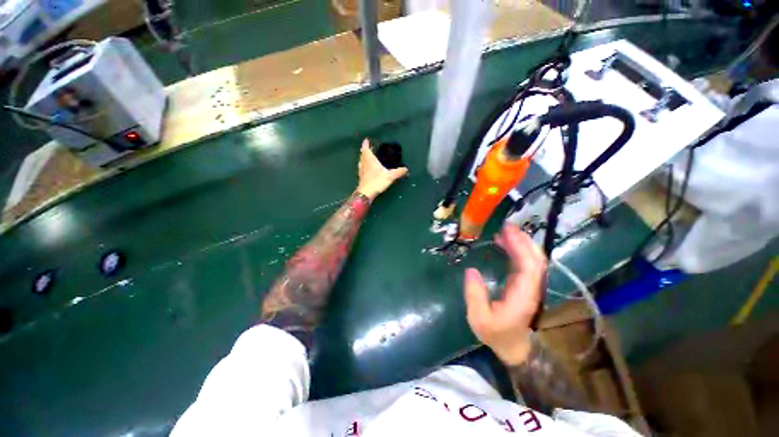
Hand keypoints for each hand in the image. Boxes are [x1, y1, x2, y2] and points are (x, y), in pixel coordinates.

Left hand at [356, 139, 407, 199]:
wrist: (366, 193)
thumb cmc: (376, 182)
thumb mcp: (390, 176)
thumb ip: (398, 172)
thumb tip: (406, 169)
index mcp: (370, 160)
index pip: (366, 149)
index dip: (365, 144)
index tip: (366, 140)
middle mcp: (364, 164)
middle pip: (363, 155)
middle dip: (365, 150)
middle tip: (368, 147)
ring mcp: (362, 171)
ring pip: (361, 161)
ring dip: (363, 158)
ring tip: (367, 157)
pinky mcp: (361, 177)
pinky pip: (362, 168)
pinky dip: (364, 165)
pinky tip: (366, 169)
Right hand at [464, 225, 546, 364]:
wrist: (514, 348)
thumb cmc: (496, 335)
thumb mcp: (479, 319)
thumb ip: (474, 295)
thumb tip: (471, 270)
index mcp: (523, 296)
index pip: (530, 267)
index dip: (521, 247)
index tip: (507, 232)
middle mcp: (531, 288)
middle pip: (536, 259)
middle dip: (524, 240)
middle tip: (506, 225)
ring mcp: (530, 286)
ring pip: (533, 260)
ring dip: (521, 243)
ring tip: (504, 231)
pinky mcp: (524, 285)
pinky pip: (524, 263)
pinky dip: (517, 251)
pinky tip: (504, 244)